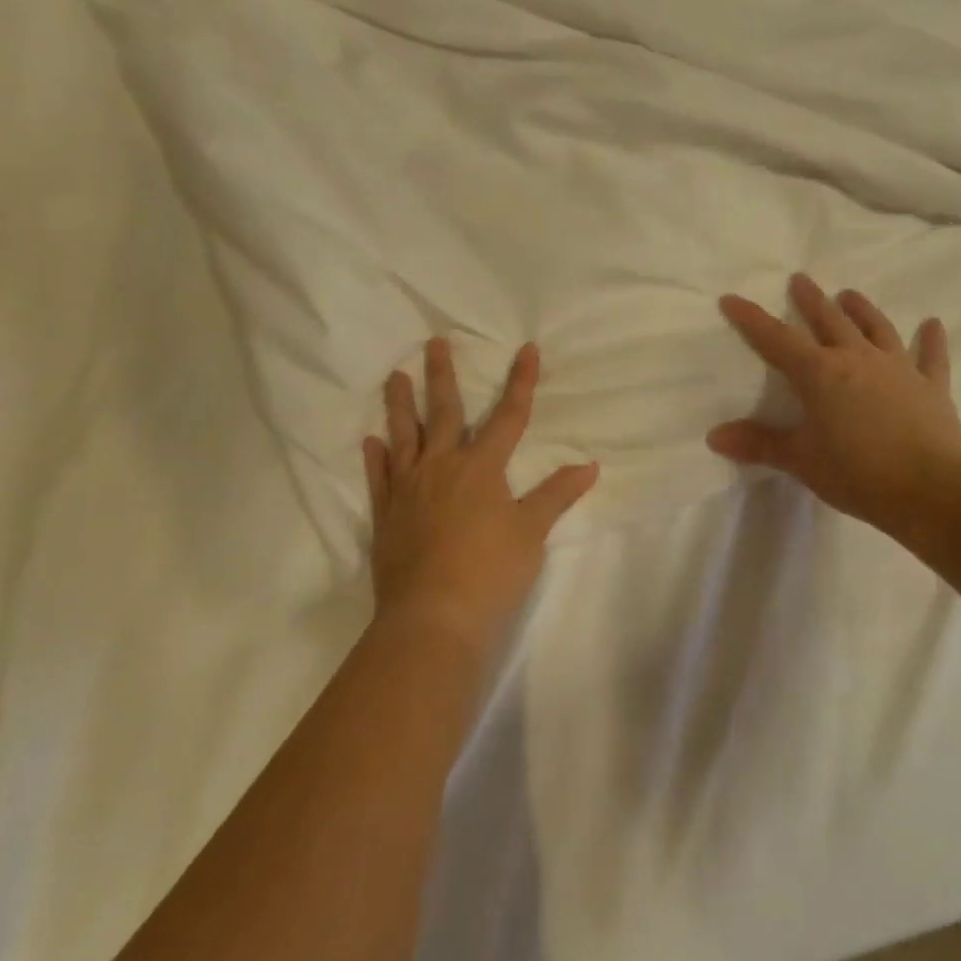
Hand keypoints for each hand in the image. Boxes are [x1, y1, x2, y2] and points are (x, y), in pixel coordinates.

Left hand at [364, 339, 598, 658]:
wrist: (433, 617)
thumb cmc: (491, 572)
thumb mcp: (531, 532)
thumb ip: (556, 495)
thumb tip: (589, 466)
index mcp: (481, 468)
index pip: (508, 416)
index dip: (521, 382)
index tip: (527, 349)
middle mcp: (441, 468)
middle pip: (444, 413)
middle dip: (443, 376)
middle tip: (434, 342)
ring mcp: (408, 490)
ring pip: (403, 437)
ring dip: (399, 405)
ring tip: (395, 376)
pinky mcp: (387, 517)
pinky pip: (379, 478)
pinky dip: (375, 458)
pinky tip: (371, 441)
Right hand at [709, 274, 960, 536]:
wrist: (930, 489)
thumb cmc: (856, 473)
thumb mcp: (801, 460)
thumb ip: (759, 444)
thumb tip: (714, 436)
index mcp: (820, 374)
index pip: (776, 340)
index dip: (752, 320)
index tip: (732, 298)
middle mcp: (858, 360)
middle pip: (829, 321)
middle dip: (811, 300)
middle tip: (800, 279)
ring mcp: (898, 369)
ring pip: (877, 329)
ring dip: (862, 309)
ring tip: (850, 294)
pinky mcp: (931, 387)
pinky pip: (932, 357)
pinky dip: (932, 340)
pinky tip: (933, 324)